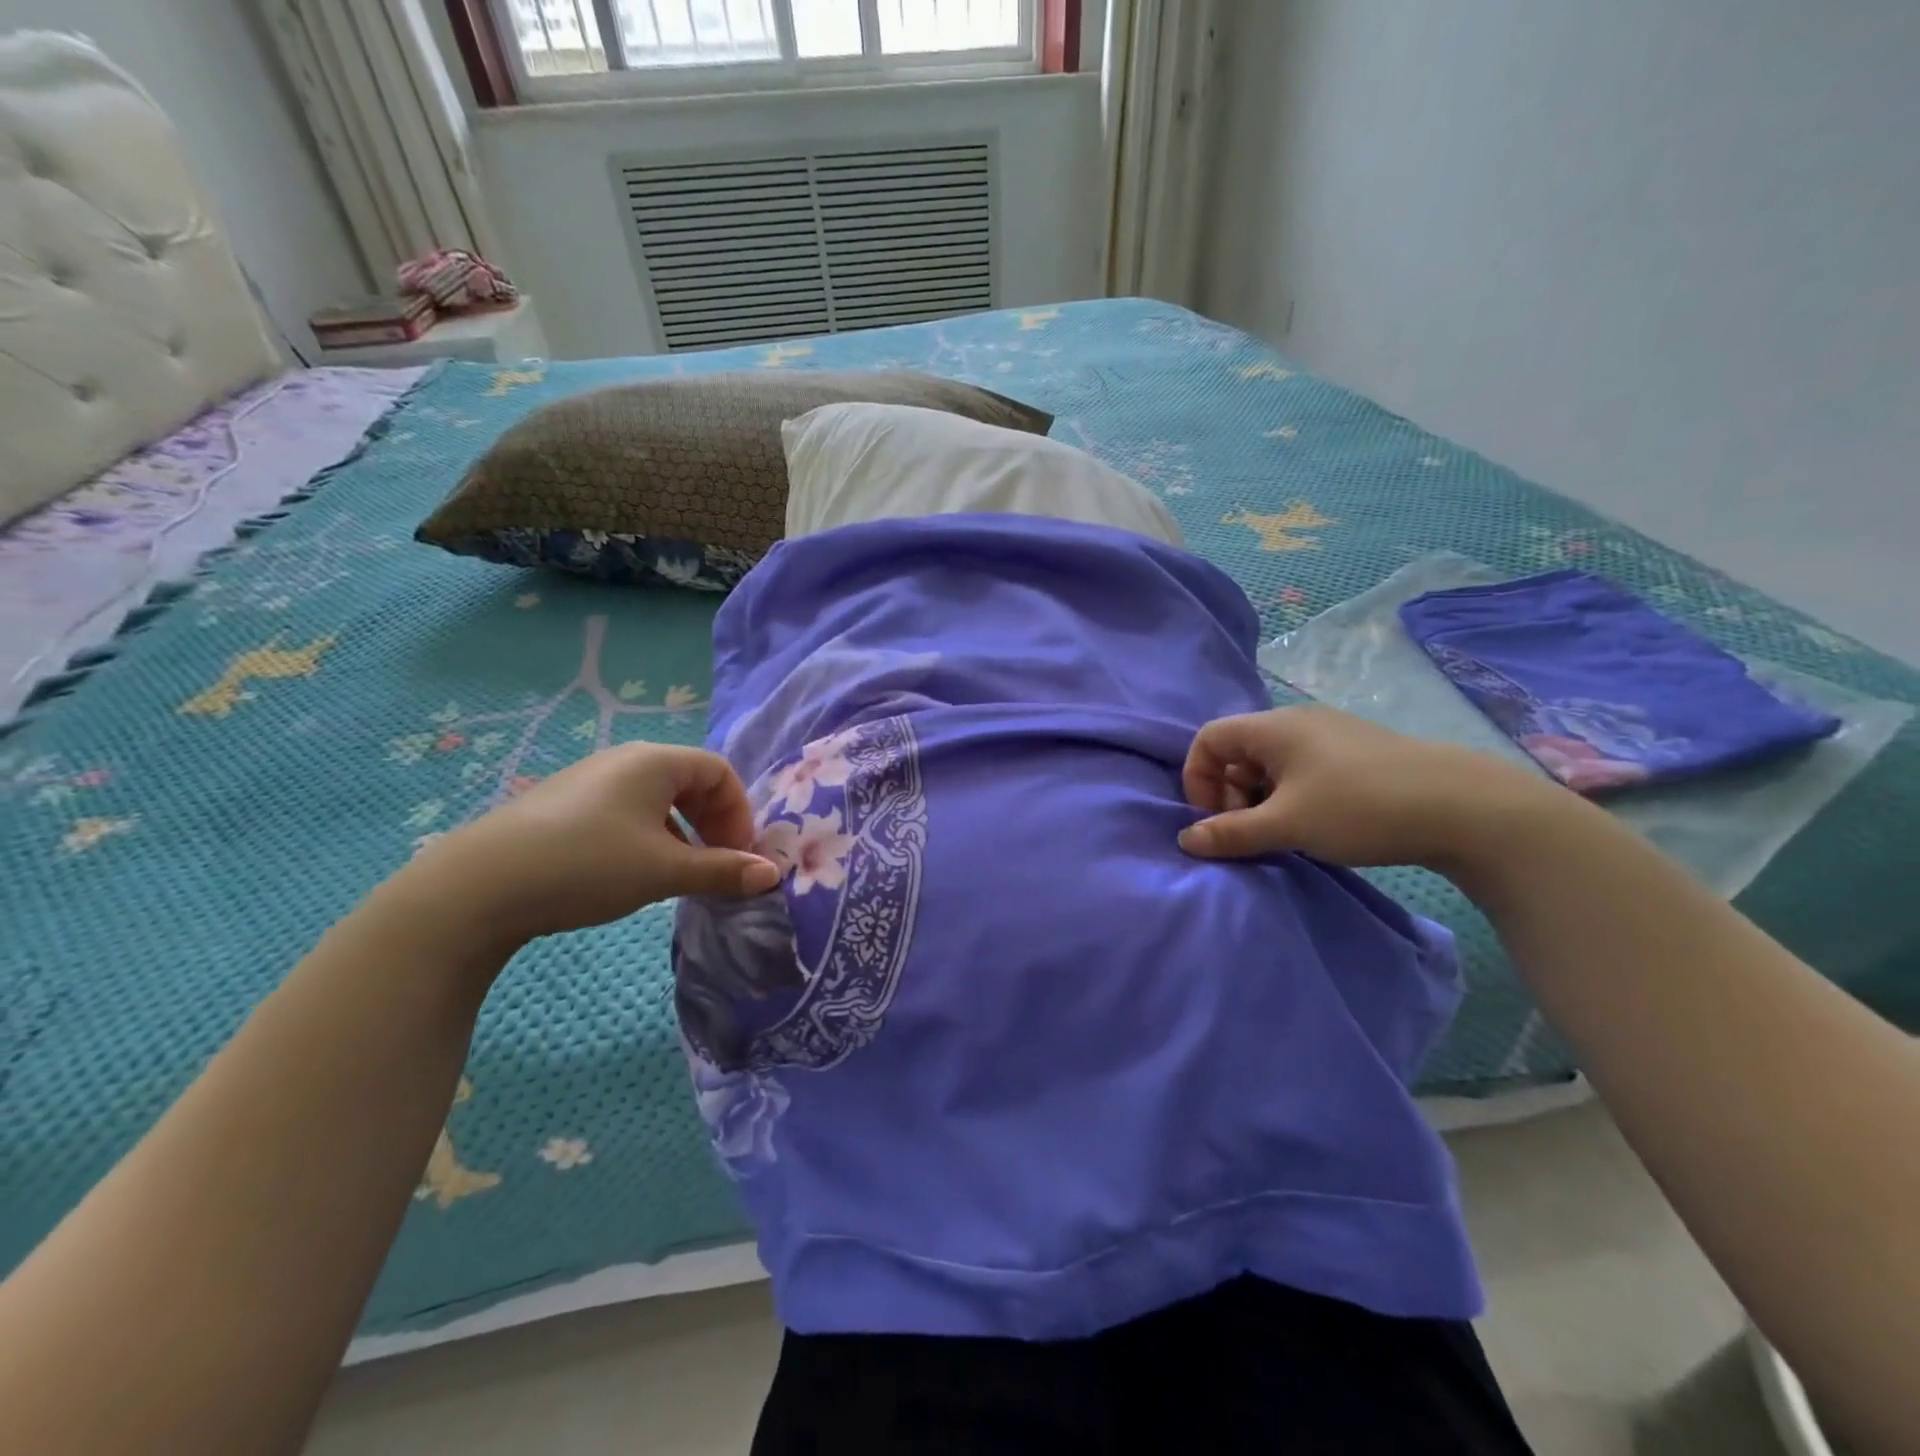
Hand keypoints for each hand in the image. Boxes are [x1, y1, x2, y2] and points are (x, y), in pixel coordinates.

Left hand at [395, 743, 779, 947]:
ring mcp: (590, 779)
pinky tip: (632, 871)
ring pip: (658, 798)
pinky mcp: (564, 804)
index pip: (720, 771)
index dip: (739, 812)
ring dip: (682, 832)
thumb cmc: (587, 865)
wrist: (477, 887)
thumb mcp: (664, 870)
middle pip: (690, 781)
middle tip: (716, 863)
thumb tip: (772, 875)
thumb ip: (722, 870)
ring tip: (678, 873)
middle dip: (714, 822)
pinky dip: (649, 835)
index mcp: (655, 761)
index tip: (737, 855)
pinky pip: (626, 809)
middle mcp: (625, 759)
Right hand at [1179, 705, 1564, 870]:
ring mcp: (1331, 734)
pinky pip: (1302, 768)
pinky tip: (1315, 824)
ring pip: (1271, 762)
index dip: (1198, 778)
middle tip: (1249, 832)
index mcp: (1273, 727)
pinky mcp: (1357, 752)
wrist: (1465, 808)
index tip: (1214, 819)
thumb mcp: (1286, 825)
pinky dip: (1291, 795)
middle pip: (1238, 751)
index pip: (1208, 739)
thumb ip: (1230, 833)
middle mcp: (1297, 721)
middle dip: (1230, 793)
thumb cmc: (1359, 808)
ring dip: (1261, 798)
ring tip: (1282, 833)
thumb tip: (1186, 841)